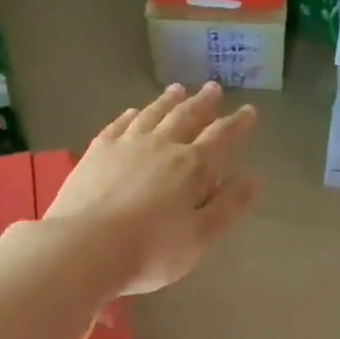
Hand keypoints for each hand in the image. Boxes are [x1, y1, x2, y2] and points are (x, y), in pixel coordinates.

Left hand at [45, 82, 259, 295]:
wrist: (85, 248)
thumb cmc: (151, 250)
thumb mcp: (202, 237)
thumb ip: (229, 206)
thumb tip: (254, 178)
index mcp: (192, 166)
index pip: (222, 137)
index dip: (238, 124)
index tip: (249, 111)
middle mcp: (162, 146)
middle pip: (186, 117)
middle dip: (203, 103)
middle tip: (213, 88)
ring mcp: (126, 145)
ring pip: (152, 114)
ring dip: (168, 101)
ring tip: (178, 89)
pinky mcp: (96, 152)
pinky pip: (118, 124)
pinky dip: (130, 115)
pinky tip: (132, 112)